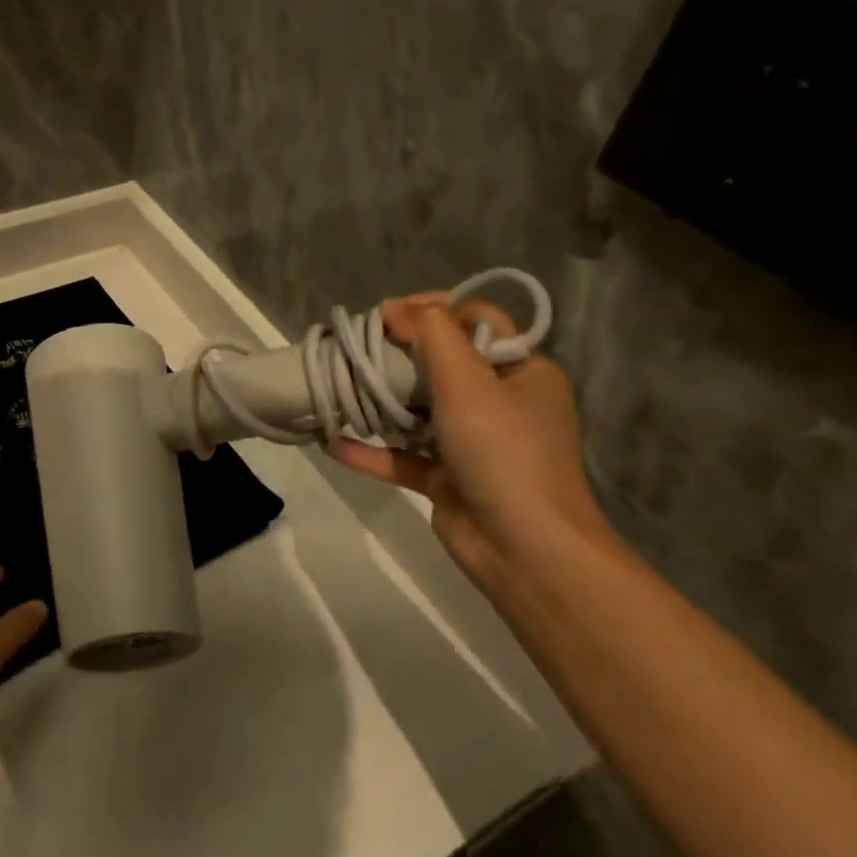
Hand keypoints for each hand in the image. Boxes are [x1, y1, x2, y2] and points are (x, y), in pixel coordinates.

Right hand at [329, 295, 621, 593]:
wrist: (524, 550)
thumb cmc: (503, 452)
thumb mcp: (469, 382)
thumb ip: (433, 336)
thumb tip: (397, 307)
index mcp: (522, 372)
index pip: (477, 321)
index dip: (432, 310)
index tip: (385, 315)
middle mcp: (501, 403)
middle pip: (443, 364)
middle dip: (398, 356)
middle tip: (355, 349)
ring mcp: (474, 444)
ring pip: (420, 412)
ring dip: (381, 403)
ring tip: (337, 387)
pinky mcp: (448, 480)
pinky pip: (405, 457)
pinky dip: (372, 450)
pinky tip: (332, 443)